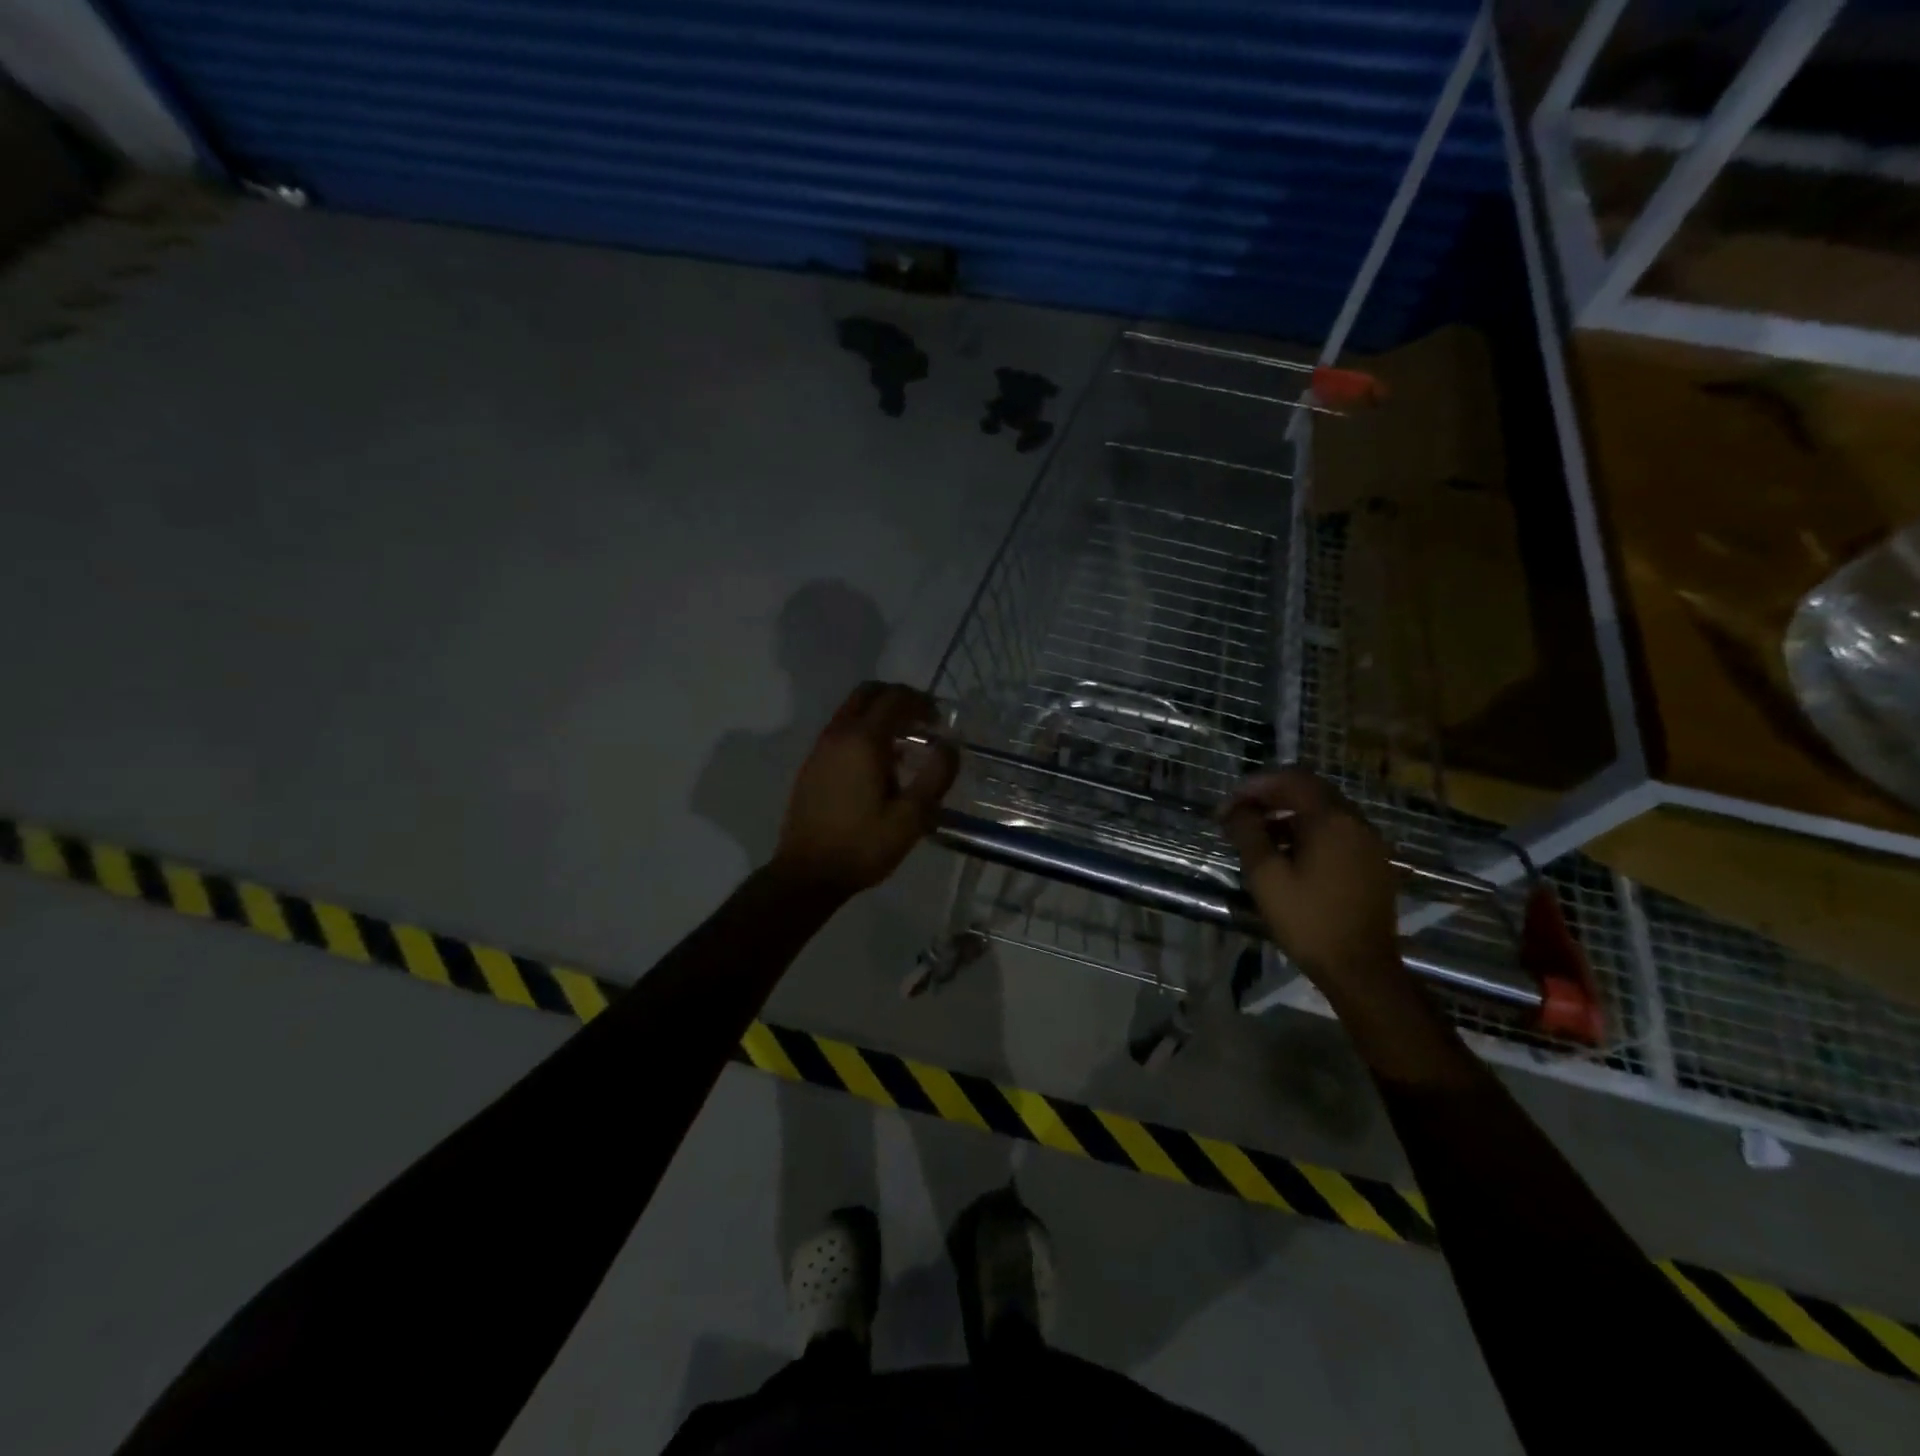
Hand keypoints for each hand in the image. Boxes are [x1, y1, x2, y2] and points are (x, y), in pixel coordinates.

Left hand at [771, 682, 959, 897]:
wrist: (807, 874)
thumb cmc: (863, 846)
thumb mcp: (912, 817)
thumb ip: (936, 776)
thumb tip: (950, 745)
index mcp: (863, 741)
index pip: (895, 698)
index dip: (921, 702)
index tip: (940, 721)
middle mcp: (838, 734)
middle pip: (868, 693)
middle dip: (898, 699)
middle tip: (922, 722)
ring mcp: (820, 748)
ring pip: (852, 711)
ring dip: (880, 715)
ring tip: (907, 746)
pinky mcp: (812, 765)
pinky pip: (841, 731)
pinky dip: (864, 731)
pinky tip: (880, 765)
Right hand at [1221, 768, 1399, 986]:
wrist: (1361, 969)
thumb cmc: (1308, 920)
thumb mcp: (1265, 875)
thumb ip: (1248, 833)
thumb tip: (1235, 809)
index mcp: (1331, 819)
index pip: (1290, 780)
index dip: (1255, 786)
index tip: (1228, 806)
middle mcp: (1356, 822)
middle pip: (1310, 791)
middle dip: (1271, 797)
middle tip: (1240, 815)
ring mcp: (1369, 843)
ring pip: (1324, 812)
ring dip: (1289, 815)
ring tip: (1259, 836)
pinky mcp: (1373, 864)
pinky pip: (1337, 833)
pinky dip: (1309, 832)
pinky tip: (1288, 856)